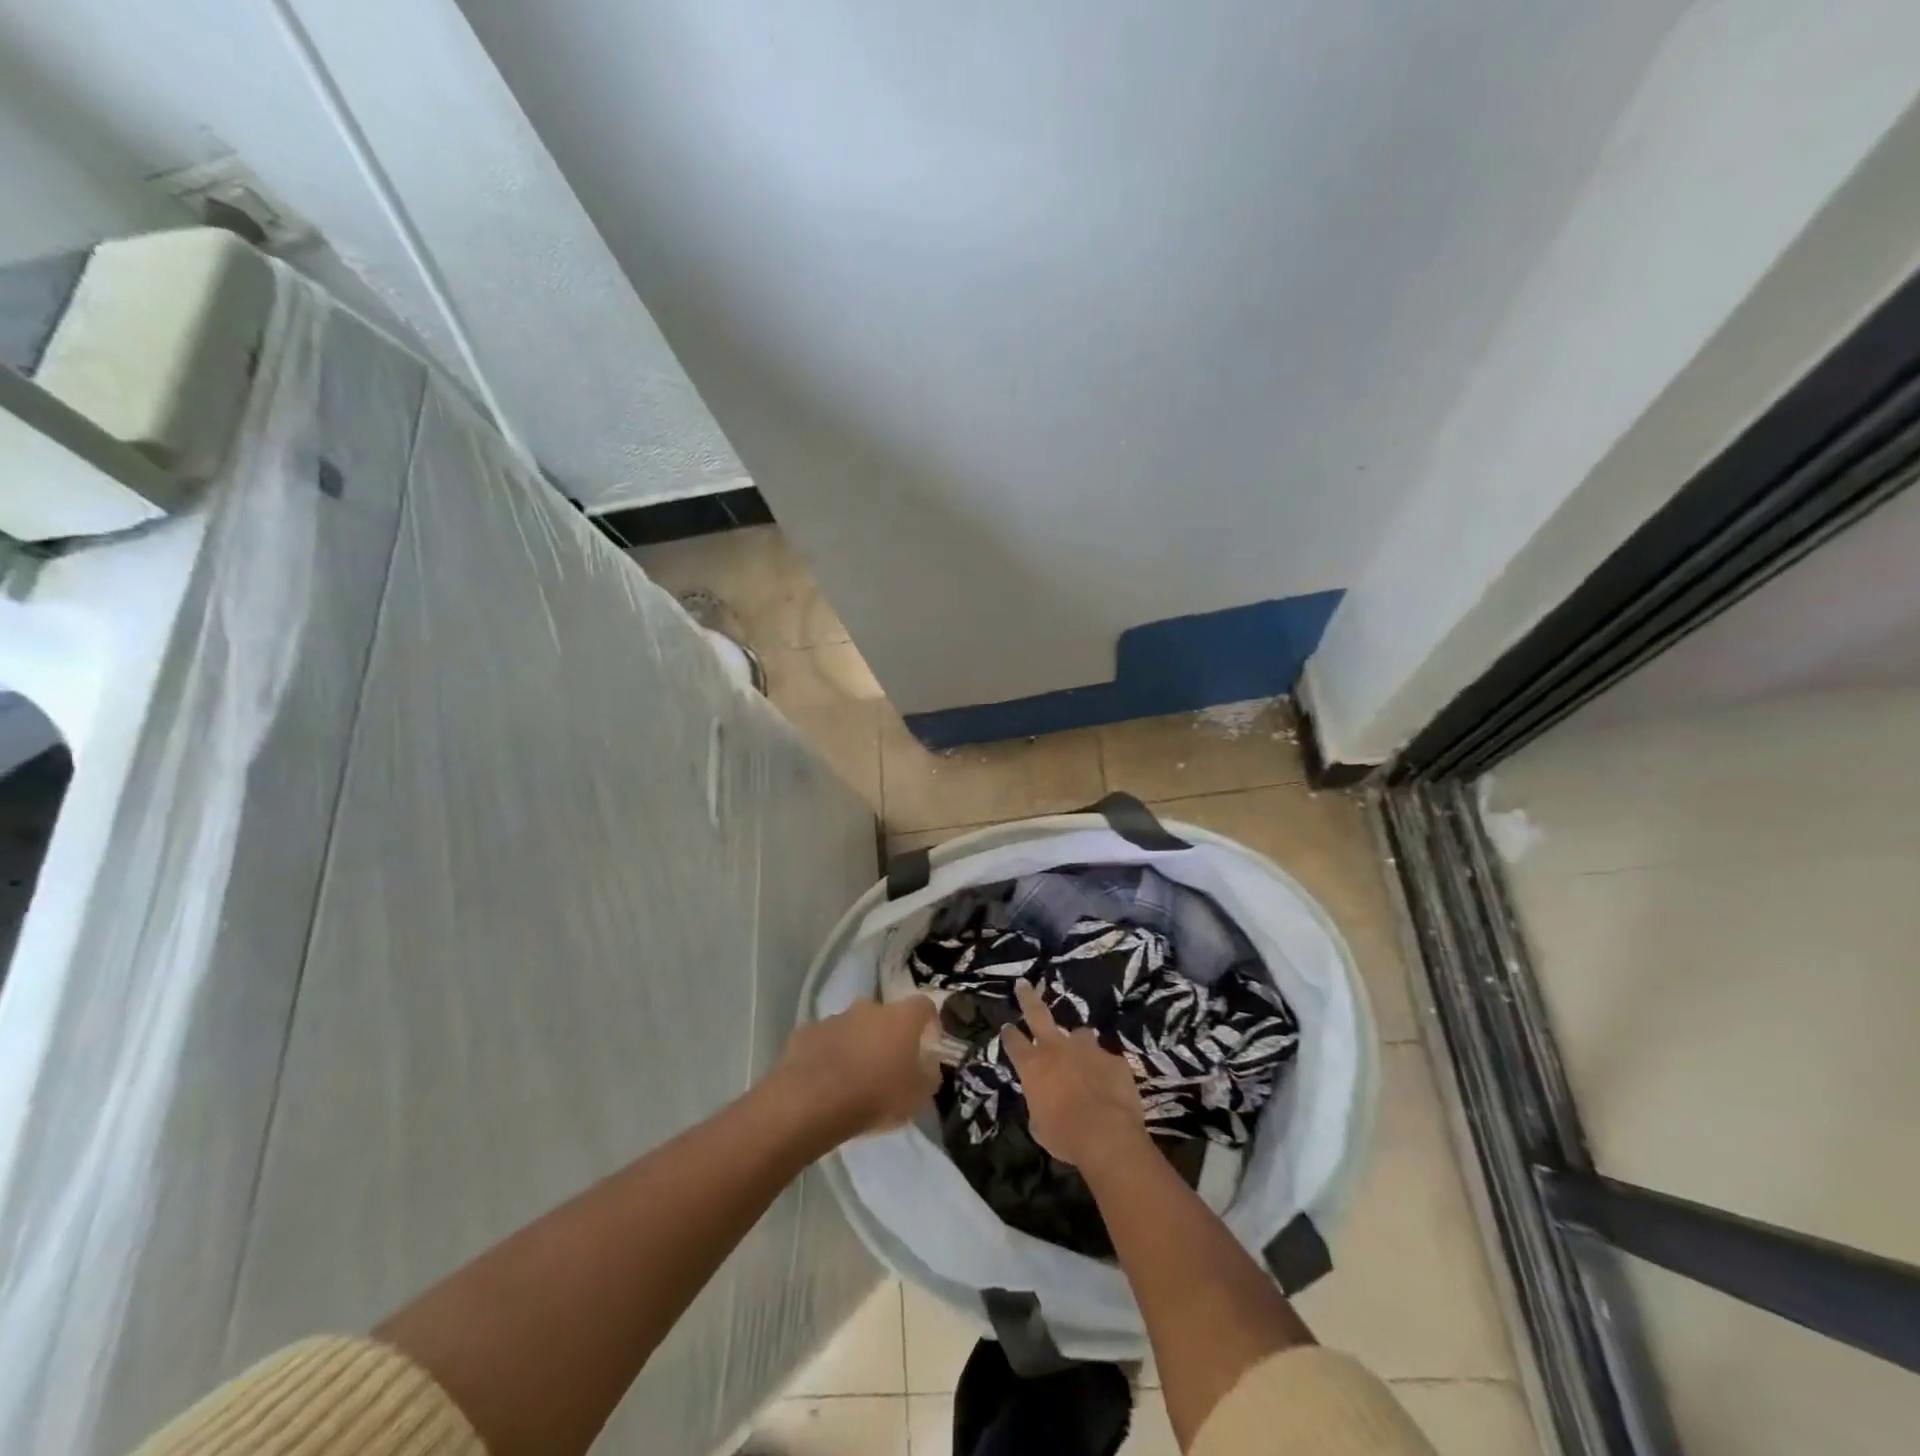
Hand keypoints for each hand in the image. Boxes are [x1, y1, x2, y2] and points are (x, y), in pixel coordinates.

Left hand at [774, 997, 940, 1142]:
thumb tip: (929, 1065)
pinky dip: (829, 1054)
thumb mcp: (917, 1097)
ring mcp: (835, 1018)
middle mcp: (869, 1008)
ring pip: (853, 1027)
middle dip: (888, 1036)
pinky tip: (825, 1081)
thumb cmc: (875, 1096)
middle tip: (887, 1065)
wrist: (812, 1101)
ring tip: (854, 1078)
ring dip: (857, 1044)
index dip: (929, 1022)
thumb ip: (929, 1076)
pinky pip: (825, 1040)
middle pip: (885, 1016)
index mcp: (901, 1018)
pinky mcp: (807, 1032)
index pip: (924, 1006)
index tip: (929, 1043)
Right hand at [1002, 979, 1148, 1168]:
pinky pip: (1106, 1059)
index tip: (1007, 1028)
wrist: (1106, 1134)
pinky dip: (1104, 1068)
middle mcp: (1057, 1048)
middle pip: (1038, 1013)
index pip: (1014, 1042)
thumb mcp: (1040, 1125)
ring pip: (1080, 1033)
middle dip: (1028, 997)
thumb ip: (1039, 1104)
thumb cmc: (1064, 1135)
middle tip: (1023, 984)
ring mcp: (1087, 1049)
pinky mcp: (1113, 1058)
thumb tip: (1045, 1101)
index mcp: (1033, 1065)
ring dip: (1078, 1042)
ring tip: (1083, 1053)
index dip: (1009, 1035)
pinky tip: (1109, 1083)